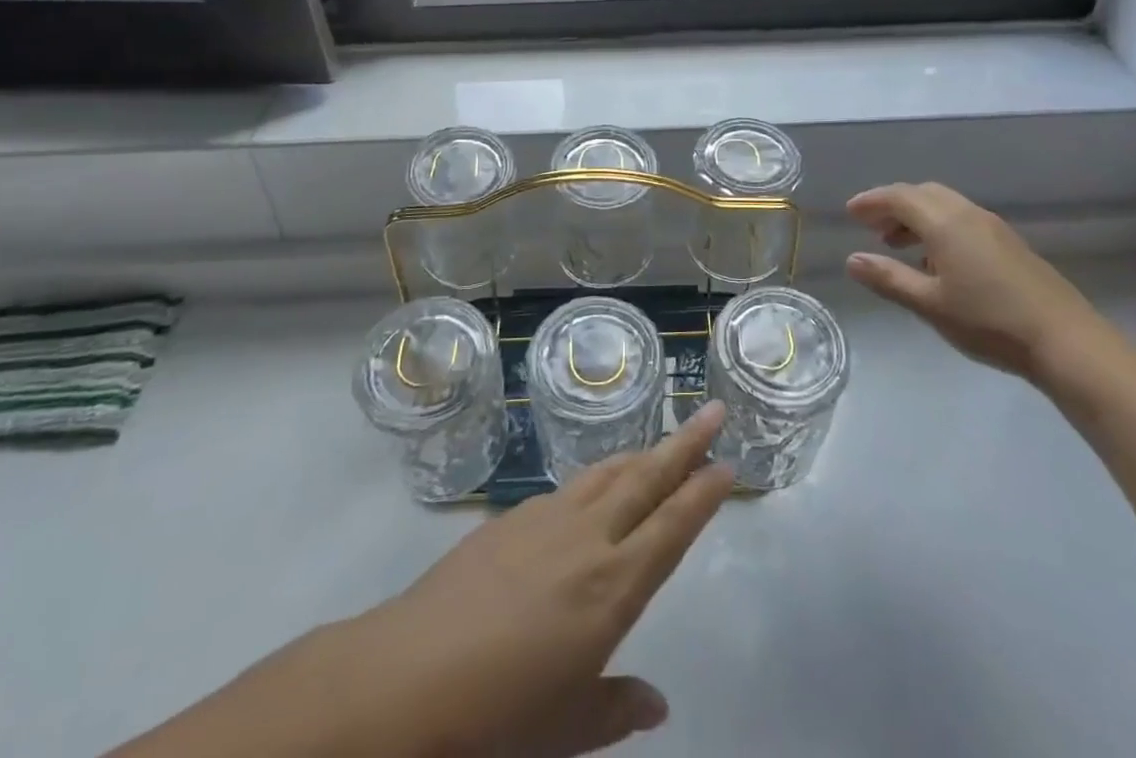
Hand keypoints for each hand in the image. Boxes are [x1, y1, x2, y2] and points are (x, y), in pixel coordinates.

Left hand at [112, 402, 734, 757]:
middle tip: (713, 410)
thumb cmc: (495, 719)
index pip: (672, 528)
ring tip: (662, 441)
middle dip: (684, 444)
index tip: (729, 465)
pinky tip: (595, 486)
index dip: (703, 495)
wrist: (406, 678)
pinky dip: (596, 477)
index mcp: (612, 589)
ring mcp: (546, 520)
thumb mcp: (563, 727)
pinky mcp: (510, 518)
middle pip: (646, 478)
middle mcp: (588, 539)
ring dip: (640, 455)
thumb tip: (657, 703)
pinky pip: (569, 487)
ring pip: (607, 473)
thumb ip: (614, 708)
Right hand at [845, 182, 1103, 379]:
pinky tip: (938, 263)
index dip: (872, 201)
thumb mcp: (929, 304)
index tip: (850, 213)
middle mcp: (968, 214)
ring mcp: (993, 227)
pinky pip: (963, 220)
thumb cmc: (989, 322)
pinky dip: (939, 228)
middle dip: (893, 206)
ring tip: (899, 247)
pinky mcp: (1009, 244)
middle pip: (923, 194)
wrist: (1065, 341)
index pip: (899, 196)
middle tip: (871, 229)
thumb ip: (889, 278)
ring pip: (945, 206)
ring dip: (917, 218)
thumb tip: (852, 260)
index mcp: (945, 222)